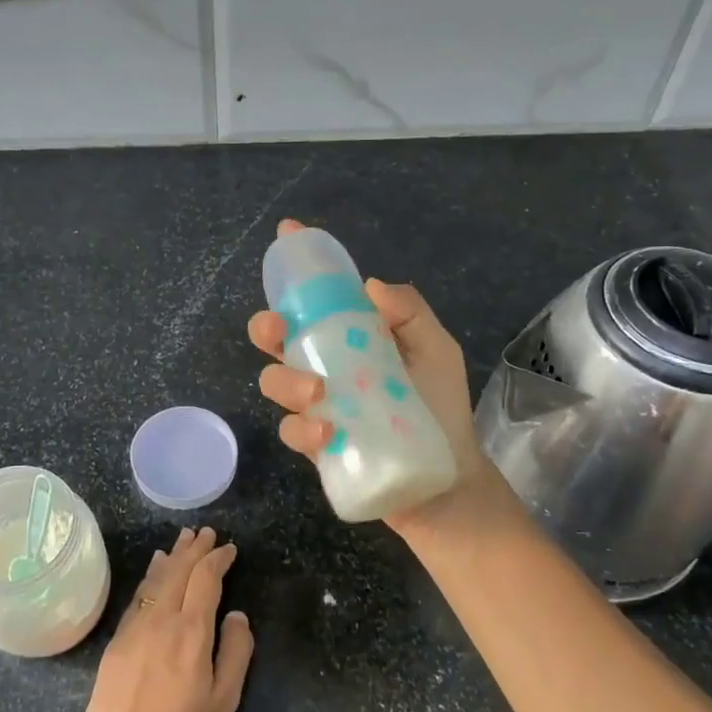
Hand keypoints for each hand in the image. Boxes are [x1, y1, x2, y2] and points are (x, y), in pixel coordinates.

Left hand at [76, 527, 253, 711]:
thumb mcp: (224, 699)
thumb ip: (236, 651)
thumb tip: (236, 614)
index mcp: (191, 630)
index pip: (206, 579)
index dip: (218, 559)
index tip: (229, 548)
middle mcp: (162, 618)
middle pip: (179, 571)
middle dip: (195, 549)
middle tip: (206, 532)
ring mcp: (136, 626)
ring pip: (157, 579)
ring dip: (172, 556)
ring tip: (182, 540)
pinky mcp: (118, 639)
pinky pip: (139, 596)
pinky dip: (150, 576)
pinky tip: (154, 569)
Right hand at [248, 219, 522, 550]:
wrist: (445, 479)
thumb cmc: (441, 407)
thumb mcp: (437, 351)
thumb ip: (411, 314)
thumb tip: (369, 285)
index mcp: (352, 337)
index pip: (318, 298)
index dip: (299, 268)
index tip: (287, 233)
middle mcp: (327, 365)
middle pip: (278, 338)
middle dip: (266, 327)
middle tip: (275, 329)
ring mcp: (317, 405)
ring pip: (274, 383)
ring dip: (286, 382)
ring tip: (318, 393)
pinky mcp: (314, 444)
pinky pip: (290, 430)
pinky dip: (302, 428)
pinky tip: (327, 432)